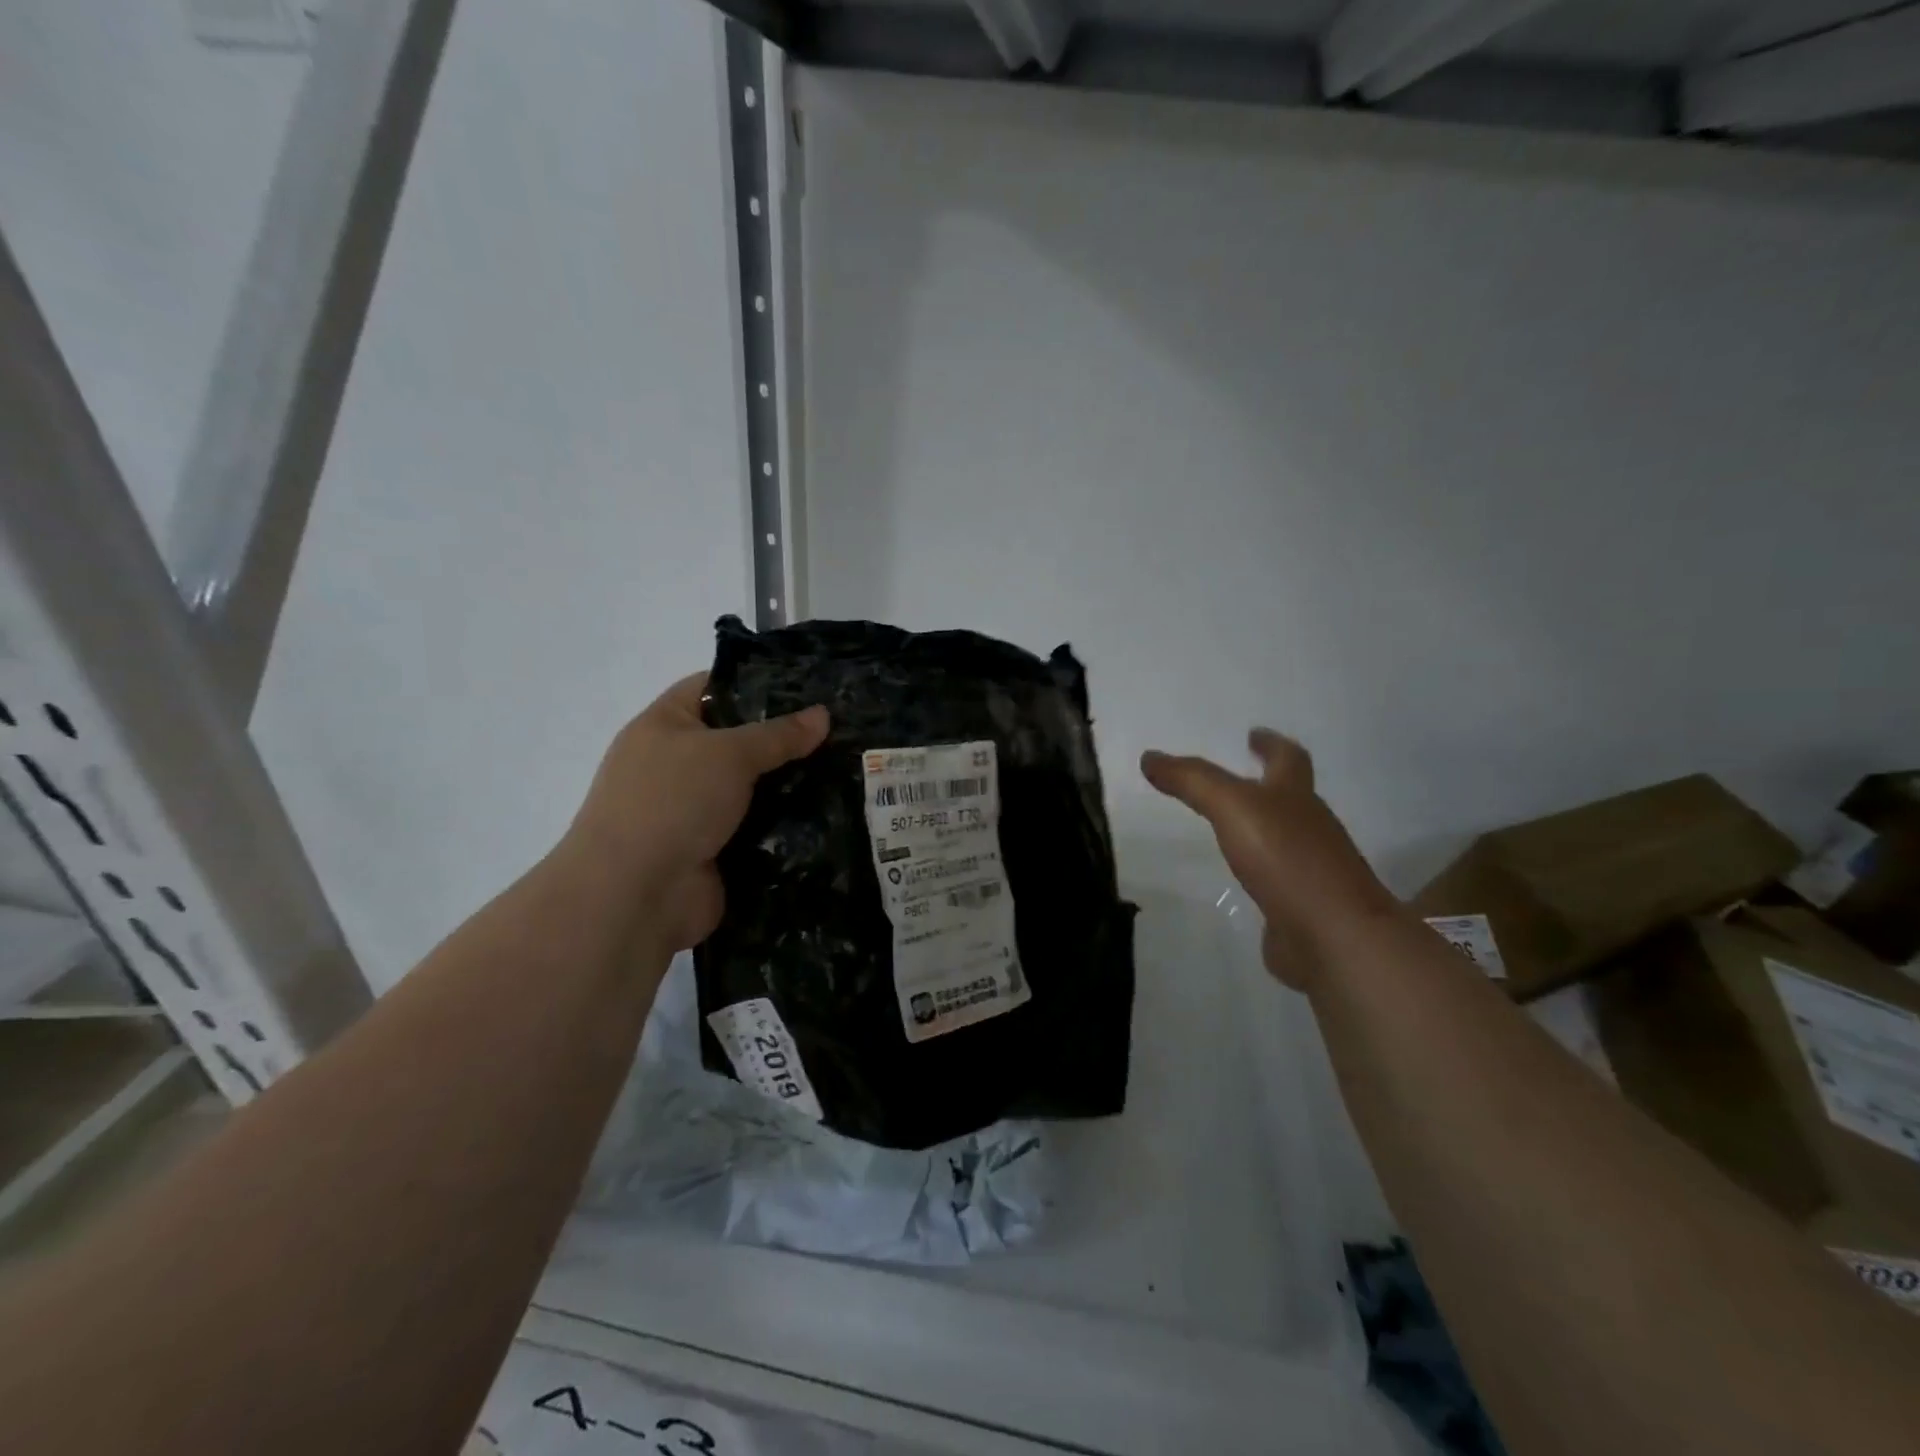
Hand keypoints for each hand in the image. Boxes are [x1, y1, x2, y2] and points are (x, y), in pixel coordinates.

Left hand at [564, 673, 828, 953]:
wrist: (635, 895)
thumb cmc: (672, 802)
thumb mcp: (728, 753)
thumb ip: (778, 734)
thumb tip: (823, 714)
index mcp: (664, 726)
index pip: (711, 688)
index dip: (754, 682)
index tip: (806, 687)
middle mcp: (675, 765)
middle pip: (737, 741)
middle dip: (783, 739)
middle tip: (838, 732)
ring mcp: (693, 811)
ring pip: (751, 788)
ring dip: (789, 786)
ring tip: (844, 771)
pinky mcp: (713, 851)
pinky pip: (756, 829)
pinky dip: (784, 826)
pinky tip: (828, 815)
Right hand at [1141, 729, 1396, 990]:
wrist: (1334, 936)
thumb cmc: (1287, 859)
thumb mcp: (1233, 807)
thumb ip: (1193, 781)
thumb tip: (1150, 757)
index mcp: (1296, 797)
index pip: (1287, 759)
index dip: (1270, 744)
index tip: (1254, 734)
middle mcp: (1311, 829)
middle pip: (1292, 798)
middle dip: (1269, 784)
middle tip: (1240, 778)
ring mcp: (1312, 871)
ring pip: (1287, 839)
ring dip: (1264, 829)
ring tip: (1233, 827)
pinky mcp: (1304, 908)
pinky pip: (1280, 881)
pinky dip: (1263, 873)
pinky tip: (1242, 881)